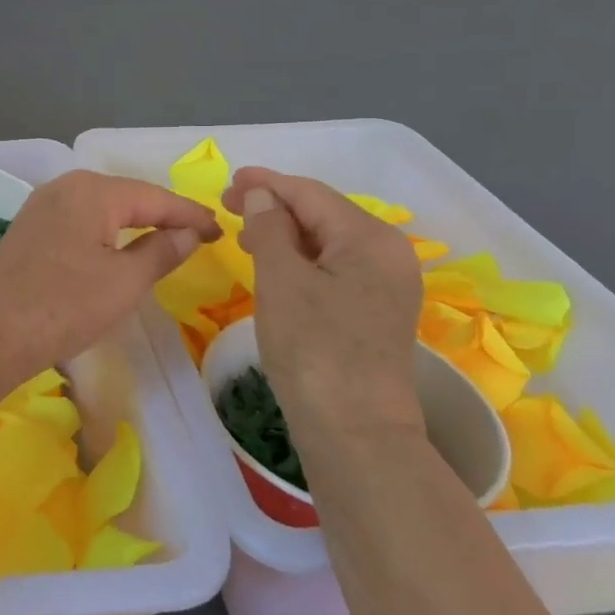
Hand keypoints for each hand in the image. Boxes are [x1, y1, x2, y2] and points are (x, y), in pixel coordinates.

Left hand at [0, 170, 221, 379]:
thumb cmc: (64, 307)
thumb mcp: (124, 282)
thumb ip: (162, 250)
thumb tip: (188, 232)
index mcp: (92, 191)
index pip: (155, 197)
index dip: (190, 215)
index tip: (221, 231)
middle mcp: (65, 186)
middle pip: (127, 196)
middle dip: (163, 215)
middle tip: (199, 235)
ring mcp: (43, 205)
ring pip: (102, 208)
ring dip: (135, 222)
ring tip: (168, 239)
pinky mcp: (30, 228)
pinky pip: (81, 221)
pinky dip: (107, 232)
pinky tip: (119, 246)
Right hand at [223, 167, 424, 438]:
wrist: (356, 432)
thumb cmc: (314, 348)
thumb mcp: (281, 280)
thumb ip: (269, 228)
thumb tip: (261, 194)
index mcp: (370, 238)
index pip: (310, 194)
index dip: (266, 183)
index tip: (227, 182)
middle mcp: (387, 254)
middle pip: (323, 214)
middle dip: (275, 207)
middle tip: (228, 207)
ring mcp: (386, 285)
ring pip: (327, 242)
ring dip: (285, 233)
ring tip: (245, 235)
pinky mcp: (376, 311)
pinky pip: (334, 268)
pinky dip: (301, 260)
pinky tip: (276, 266)